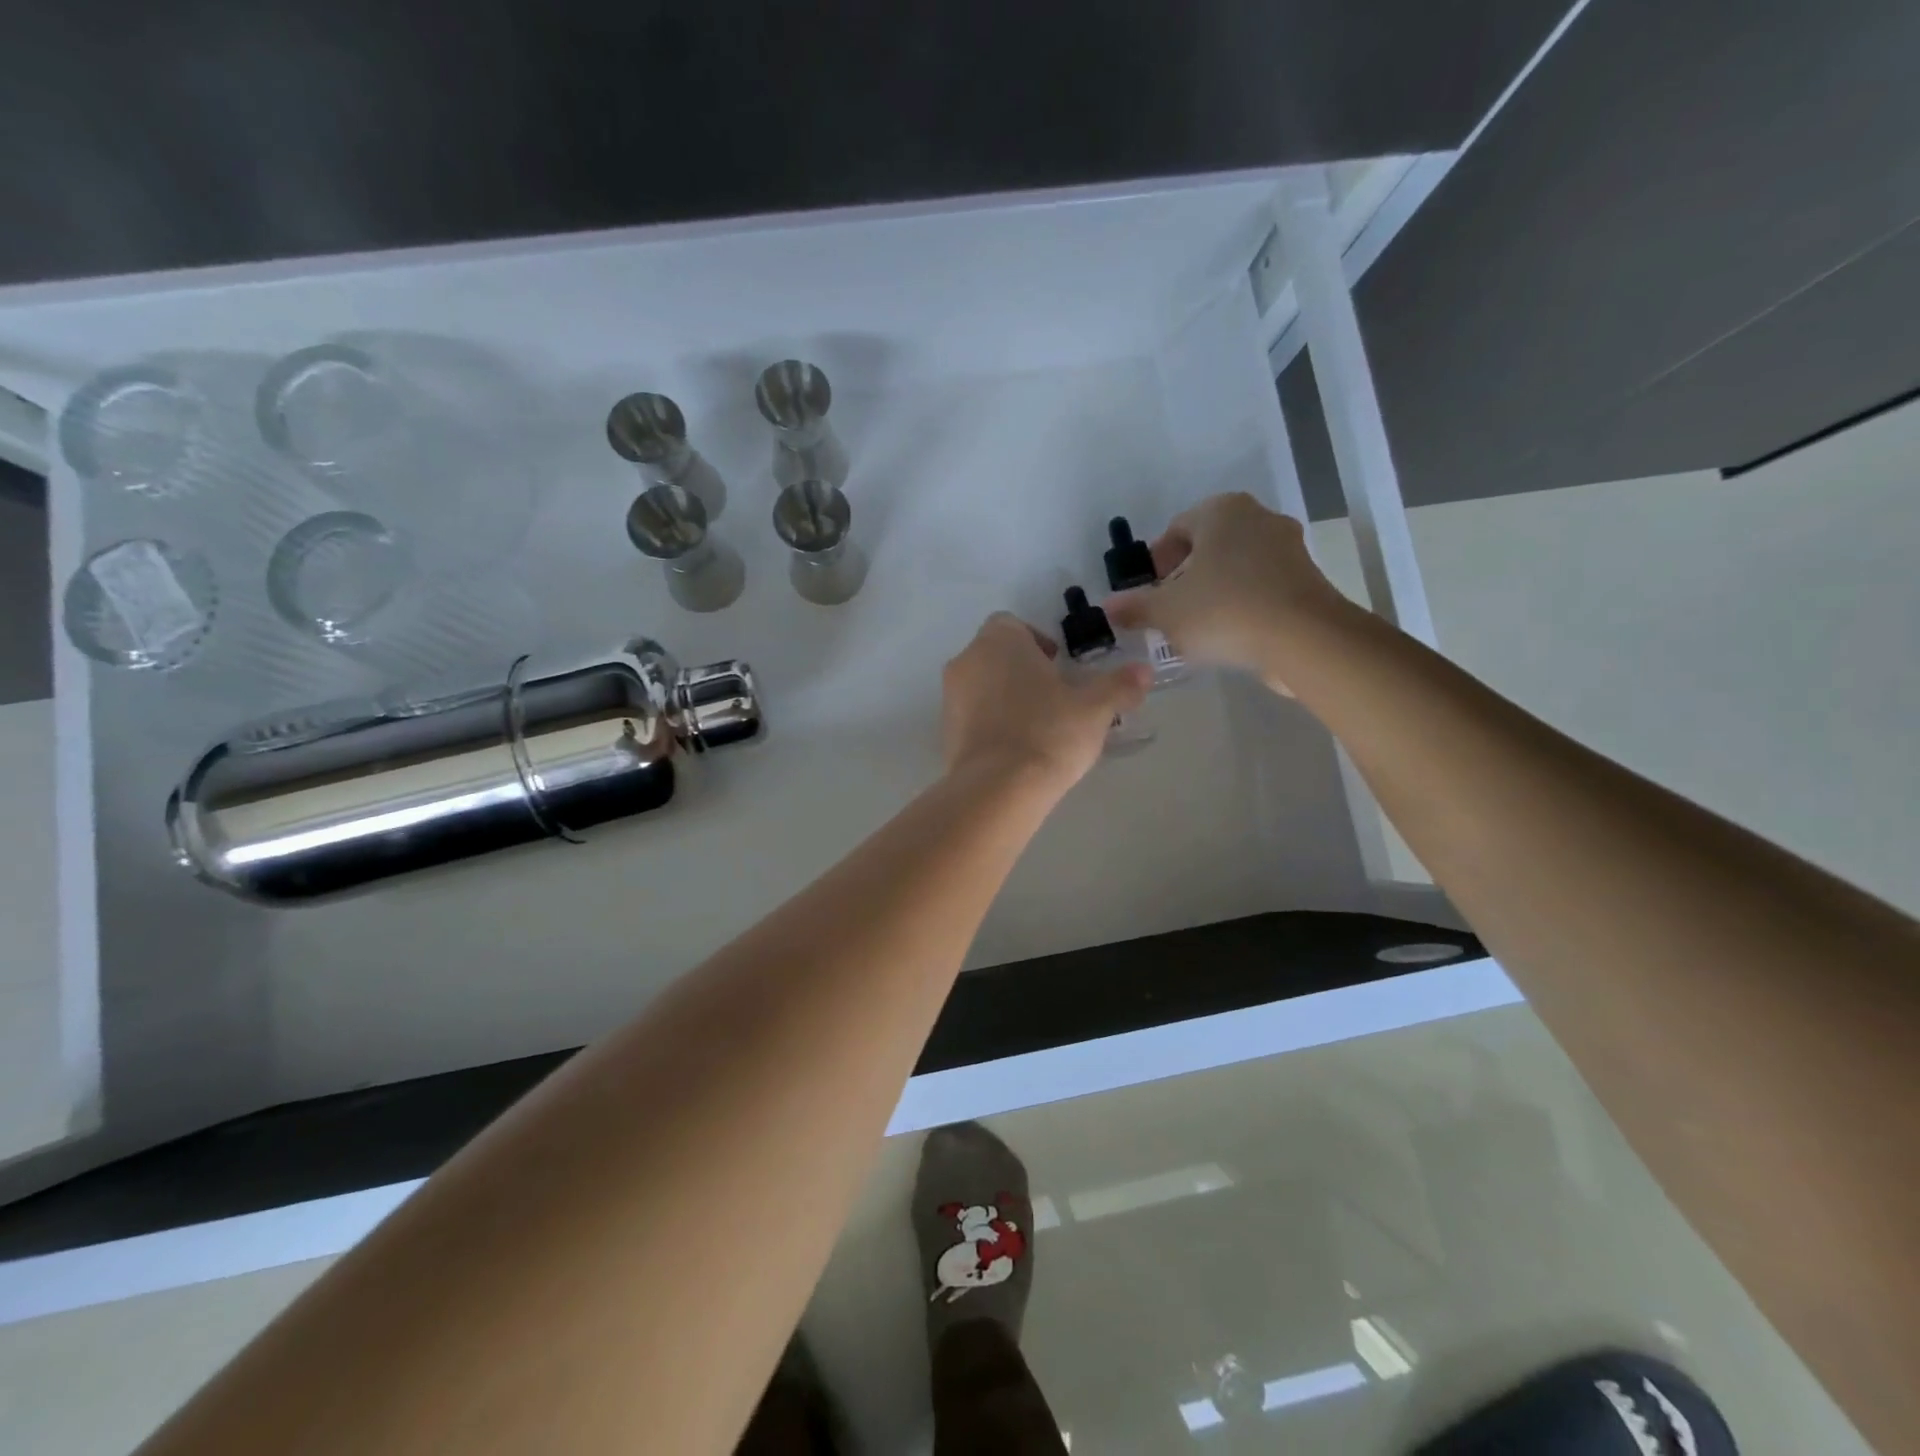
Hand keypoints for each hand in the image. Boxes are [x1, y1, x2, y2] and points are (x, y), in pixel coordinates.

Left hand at [941, 613, 1149, 790]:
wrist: (997, 788)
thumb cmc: (1048, 733)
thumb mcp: (1095, 709)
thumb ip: (1119, 686)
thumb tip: (1143, 671)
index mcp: (999, 641)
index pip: (1012, 625)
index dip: (1037, 642)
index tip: (1059, 668)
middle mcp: (967, 660)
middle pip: (995, 655)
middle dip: (1022, 671)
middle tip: (1053, 698)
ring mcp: (950, 697)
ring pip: (981, 686)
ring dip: (1004, 697)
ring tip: (1037, 727)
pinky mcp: (944, 732)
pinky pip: (971, 717)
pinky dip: (990, 724)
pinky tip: (1015, 749)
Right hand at [1103, 493, 1347, 693]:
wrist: (1303, 638)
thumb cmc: (1224, 610)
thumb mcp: (1165, 612)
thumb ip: (1134, 607)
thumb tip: (1108, 607)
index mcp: (1221, 511)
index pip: (1177, 528)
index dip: (1157, 561)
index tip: (1149, 590)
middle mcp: (1258, 517)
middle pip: (1209, 545)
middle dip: (1185, 575)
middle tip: (1169, 608)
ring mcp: (1288, 546)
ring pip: (1236, 565)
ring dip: (1214, 590)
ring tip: (1197, 626)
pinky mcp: (1306, 578)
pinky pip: (1261, 585)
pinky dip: (1242, 602)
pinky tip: (1230, 633)